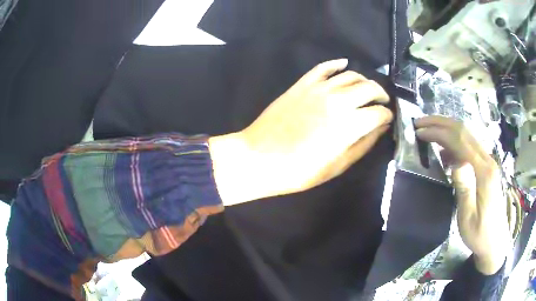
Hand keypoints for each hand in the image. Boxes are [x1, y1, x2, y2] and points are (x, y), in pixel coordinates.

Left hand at [210, 59, 392, 205]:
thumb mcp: (337, 165)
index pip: (379, 113)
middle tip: (382, 102)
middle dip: (381, 94)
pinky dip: (337, 64)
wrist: (259, 158)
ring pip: (350, 75)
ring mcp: (319, 89)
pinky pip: (323, 67)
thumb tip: (381, 128)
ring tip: (367, 89)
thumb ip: (363, 145)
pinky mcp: (302, 84)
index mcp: (349, 125)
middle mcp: (338, 101)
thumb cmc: (299, 170)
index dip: (387, 116)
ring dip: (364, 80)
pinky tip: (344, 64)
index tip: (388, 119)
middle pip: (369, 88)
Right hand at [415, 116, 509, 274]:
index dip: (439, 132)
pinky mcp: (486, 166)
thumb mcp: (468, 218)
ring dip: (447, 129)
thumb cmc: (480, 234)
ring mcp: (488, 162)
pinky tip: (445, 153)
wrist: (495, 241)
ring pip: (467, 135)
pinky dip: (454, 143)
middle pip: (464, 130)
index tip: (419, 132)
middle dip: (441, 123)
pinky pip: (469, 146)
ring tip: (429, 133)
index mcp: (484, 172)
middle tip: (420, 123)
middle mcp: (488, 160)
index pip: (460, 141)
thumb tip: (455, 163)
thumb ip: (464, 188)